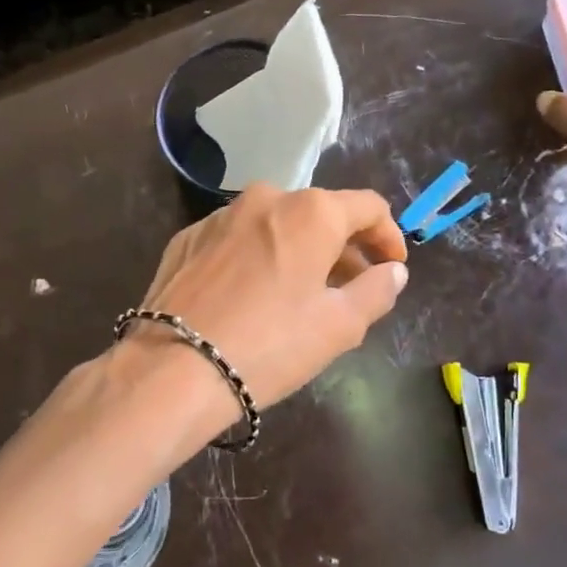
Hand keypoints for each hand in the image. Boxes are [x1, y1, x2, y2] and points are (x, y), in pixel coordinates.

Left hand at [126, 185, 408, 417]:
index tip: (392, 268)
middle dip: (343, 248)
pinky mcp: (187, 238)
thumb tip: (393, 271)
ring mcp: (220, 216)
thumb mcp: (339, 326)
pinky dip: (257, 258)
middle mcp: (266, 199)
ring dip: (298, 251)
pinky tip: (252, 297)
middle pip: (320, 214)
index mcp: (310, 212)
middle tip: (350, 290)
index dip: (388, 236)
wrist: (174, 368)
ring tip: (300, 295)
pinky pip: (238, 239)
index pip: (368, 207)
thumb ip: (376, 291)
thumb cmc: (270, 345)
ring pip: (276, 225)